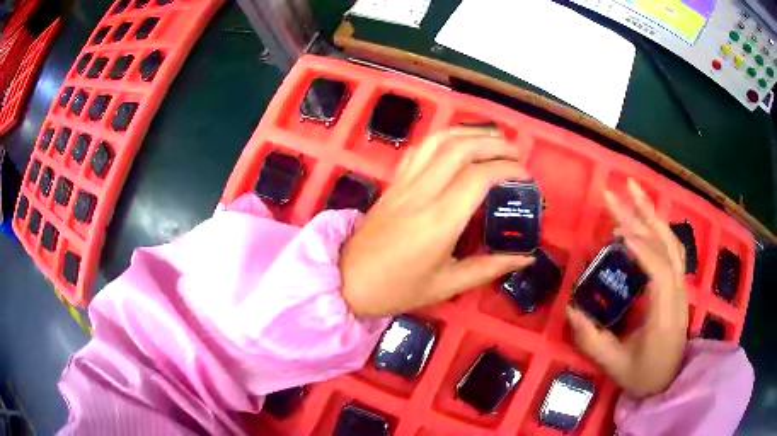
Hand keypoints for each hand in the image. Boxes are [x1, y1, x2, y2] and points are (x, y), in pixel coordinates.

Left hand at [341, 128, 533, 316]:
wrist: (347, 281)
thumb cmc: (397, 289)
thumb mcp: (447, 285)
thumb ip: (489, 268)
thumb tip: (526, 258)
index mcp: (440, 221)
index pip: (479, 176)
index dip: (507, 168)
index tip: (525, 175)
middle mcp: (422, 193)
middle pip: (461, 149)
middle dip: (494, 143)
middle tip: (516, 152)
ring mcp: (404, 184)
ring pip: (438, 141)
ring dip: (469, 133)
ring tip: (492, 139)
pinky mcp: (393, 183)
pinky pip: (418, 149)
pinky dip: (442, 139)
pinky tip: (455, 145)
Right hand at [567, 179, 687, 396]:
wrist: (669, 382)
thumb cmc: (643, 376)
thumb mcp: (614, 365)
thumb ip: (592, 340)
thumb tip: (570, 309)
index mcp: (664, 315)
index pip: (658, 270)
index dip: (639, 246)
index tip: (615, 229)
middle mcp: (678, 294)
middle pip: (666, 245)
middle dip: (642, 215)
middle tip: (618, 191)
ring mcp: (681, 287)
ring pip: (672, 242)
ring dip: (652, 213)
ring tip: (633, 190)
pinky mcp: (678, 285)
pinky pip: (672, 249)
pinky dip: (658, 229)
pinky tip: (646, 220)